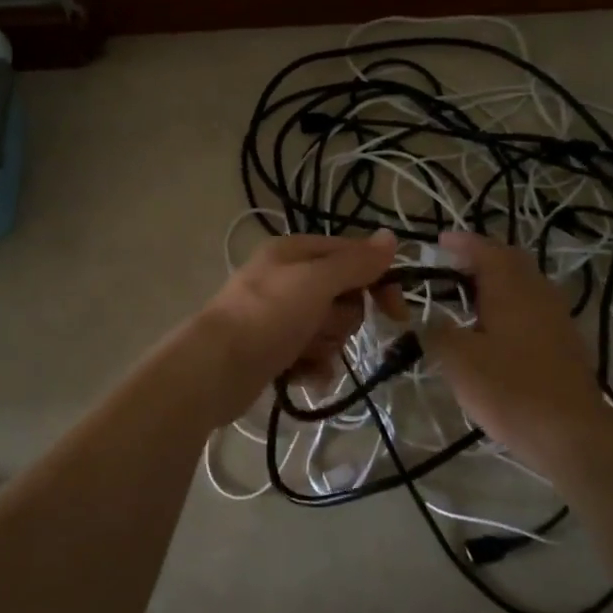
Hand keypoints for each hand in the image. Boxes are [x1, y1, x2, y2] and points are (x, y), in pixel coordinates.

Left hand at [189, 231, 397, 421]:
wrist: (216, 369)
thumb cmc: (268, 316)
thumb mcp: (317, 281)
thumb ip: (356, 262)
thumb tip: (390, 237)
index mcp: (296, 252)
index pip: (354, 256)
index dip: (379, 281)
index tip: (396, 312)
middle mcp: (289, 279)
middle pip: (344, 297)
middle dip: (340, 319)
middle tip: (319, 325)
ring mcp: (281, 316)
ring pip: (331, 329)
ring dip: (325, 344)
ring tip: (302, 352)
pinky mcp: (276, 350)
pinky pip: (313, 356)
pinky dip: (312, 367)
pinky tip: (302, 376)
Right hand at [417, 231, 612, 475]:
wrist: (571, 434)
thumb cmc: (509, 389)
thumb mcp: (458, 361)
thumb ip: (437, 333)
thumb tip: (428, 321)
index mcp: (511, 288)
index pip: (485, 250)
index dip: (461, 243)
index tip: (438, 241)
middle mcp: (538, 293)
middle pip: (511, 261)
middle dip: (481, 257)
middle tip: (452, 265)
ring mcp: (557, 317)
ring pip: (525, 284)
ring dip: (498, 281)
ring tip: (468, 294)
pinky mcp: (565, 342)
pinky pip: (534, 307)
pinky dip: (511, 303)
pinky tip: (495, 327)